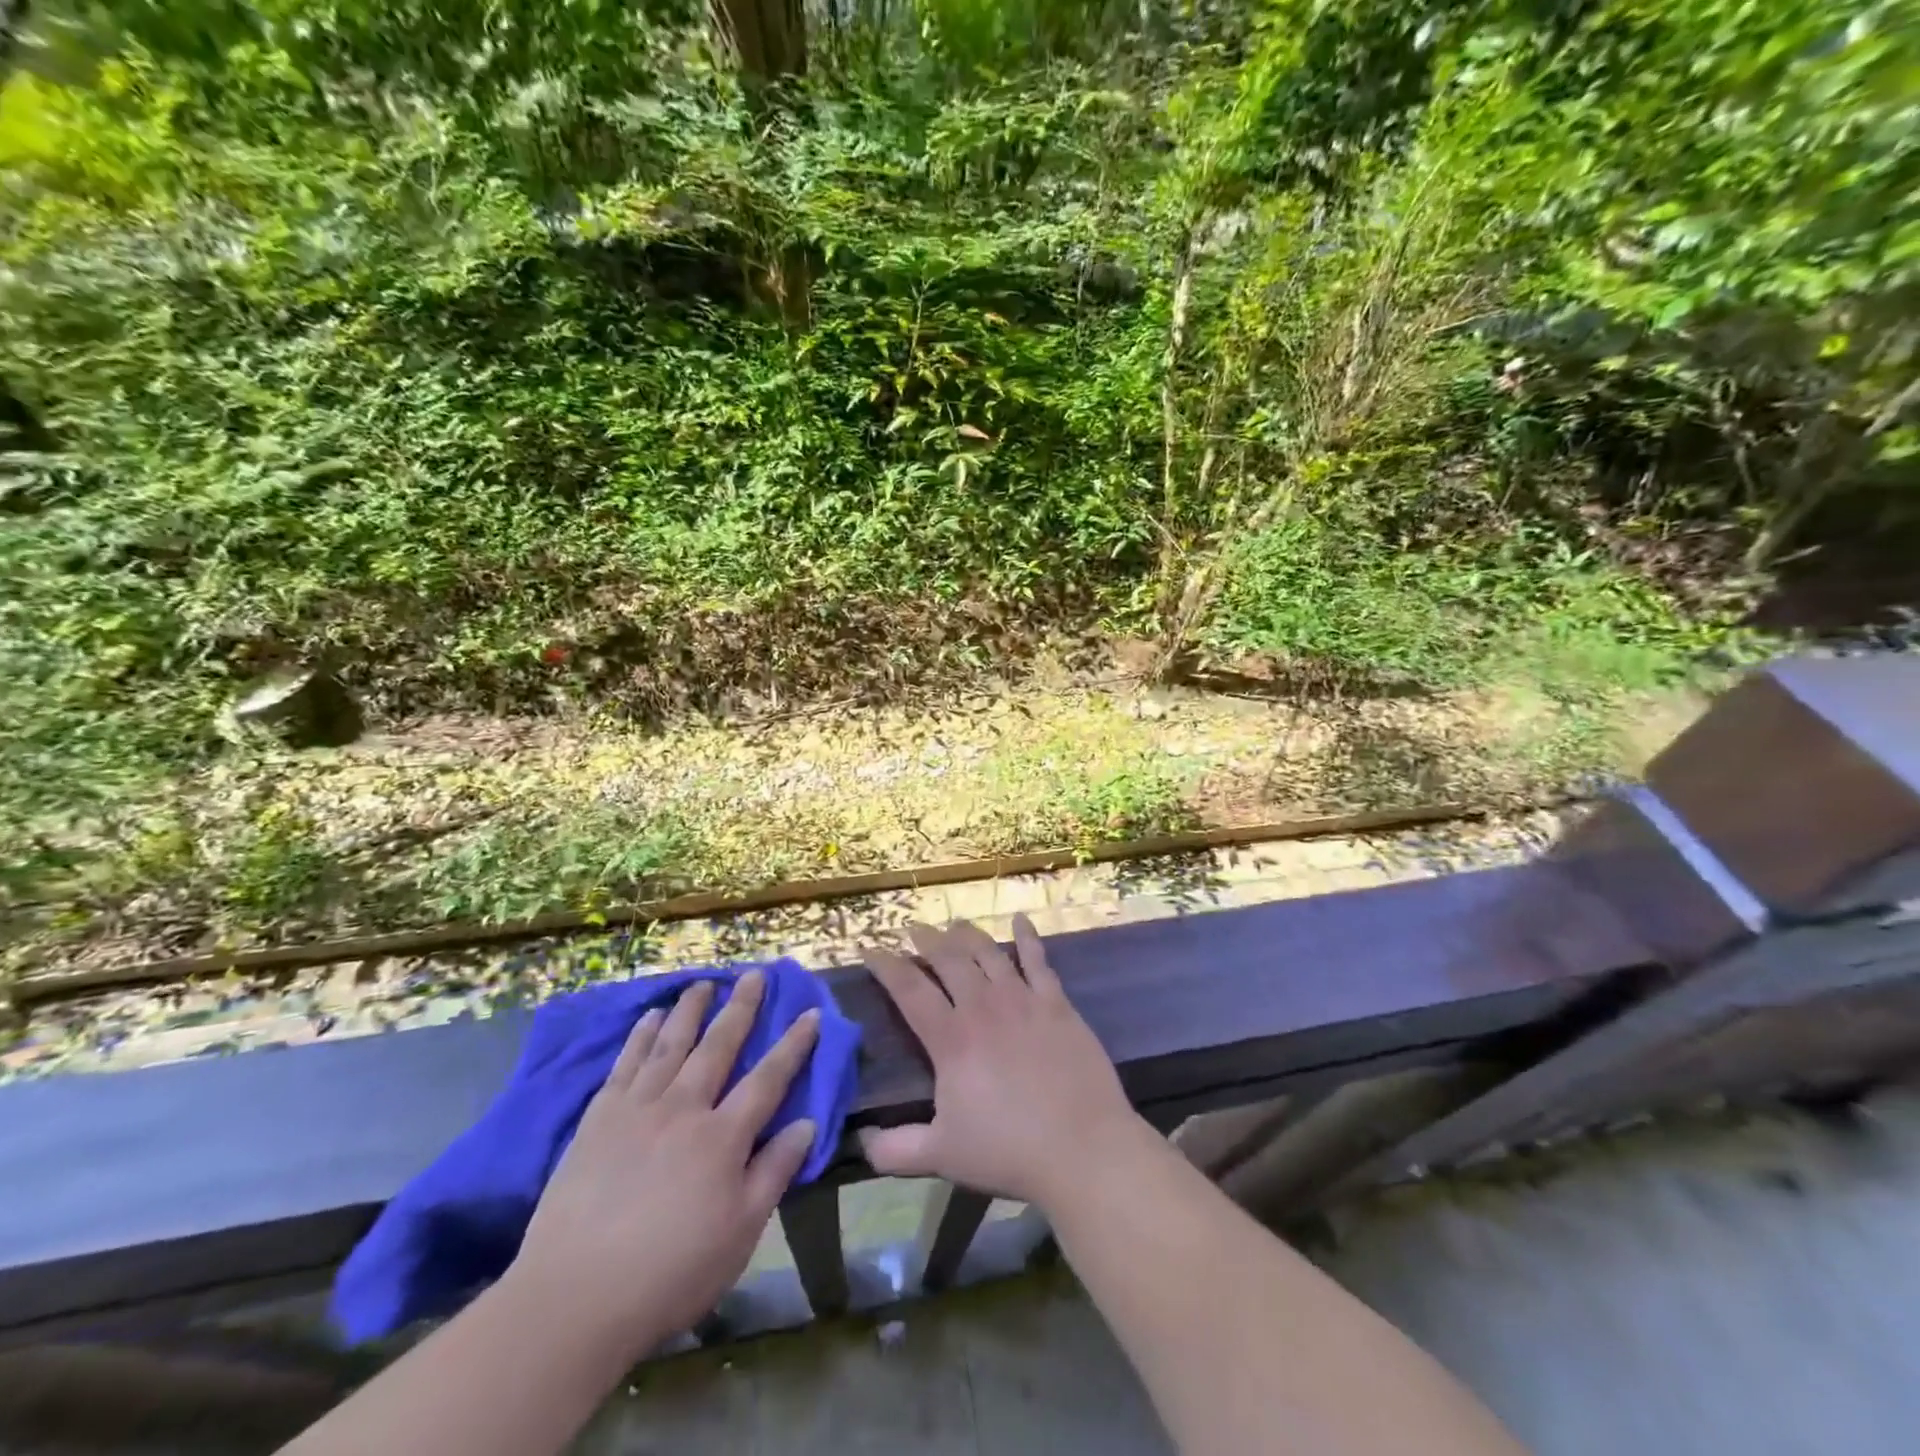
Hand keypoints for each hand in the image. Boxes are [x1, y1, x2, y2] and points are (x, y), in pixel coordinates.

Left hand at [506, 972, 819, 1359]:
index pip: (768, 1079)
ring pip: (671, 1044)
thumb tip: (807, 1123)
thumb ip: (774, 1172)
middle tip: (753, 975)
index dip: (793, 1045)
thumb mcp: (740, 1234)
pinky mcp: (598, 1120)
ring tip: (704, 983)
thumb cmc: (669, 1274)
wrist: (573, 1300)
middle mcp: (684, 1108)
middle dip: (740, 1008)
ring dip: (691, 1010)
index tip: (810, 1013)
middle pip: (718, 1046)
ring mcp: (638, 1109)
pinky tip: (650, 1017)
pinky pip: (625, 1064)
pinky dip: (640, 1036)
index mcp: (722, 1138)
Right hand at [859, 916, 1147, 1209]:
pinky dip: (1027, 936)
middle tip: (913, 928)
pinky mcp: (1056, 1003)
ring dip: (967, 934)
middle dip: (926, 939)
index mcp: (951, 1039)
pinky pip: (1038, 960)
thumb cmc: (1009, 1151)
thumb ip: (894, 1150)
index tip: (870, 949)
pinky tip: (1020, 919)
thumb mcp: (942, 1156)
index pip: (909, 989)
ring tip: (954, 923)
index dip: (886, 965)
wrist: (1082, 1148)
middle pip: (948, 959)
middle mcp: (983, 1007)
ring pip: (988, 952)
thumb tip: (861, 1140)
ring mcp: (1023, 1000)